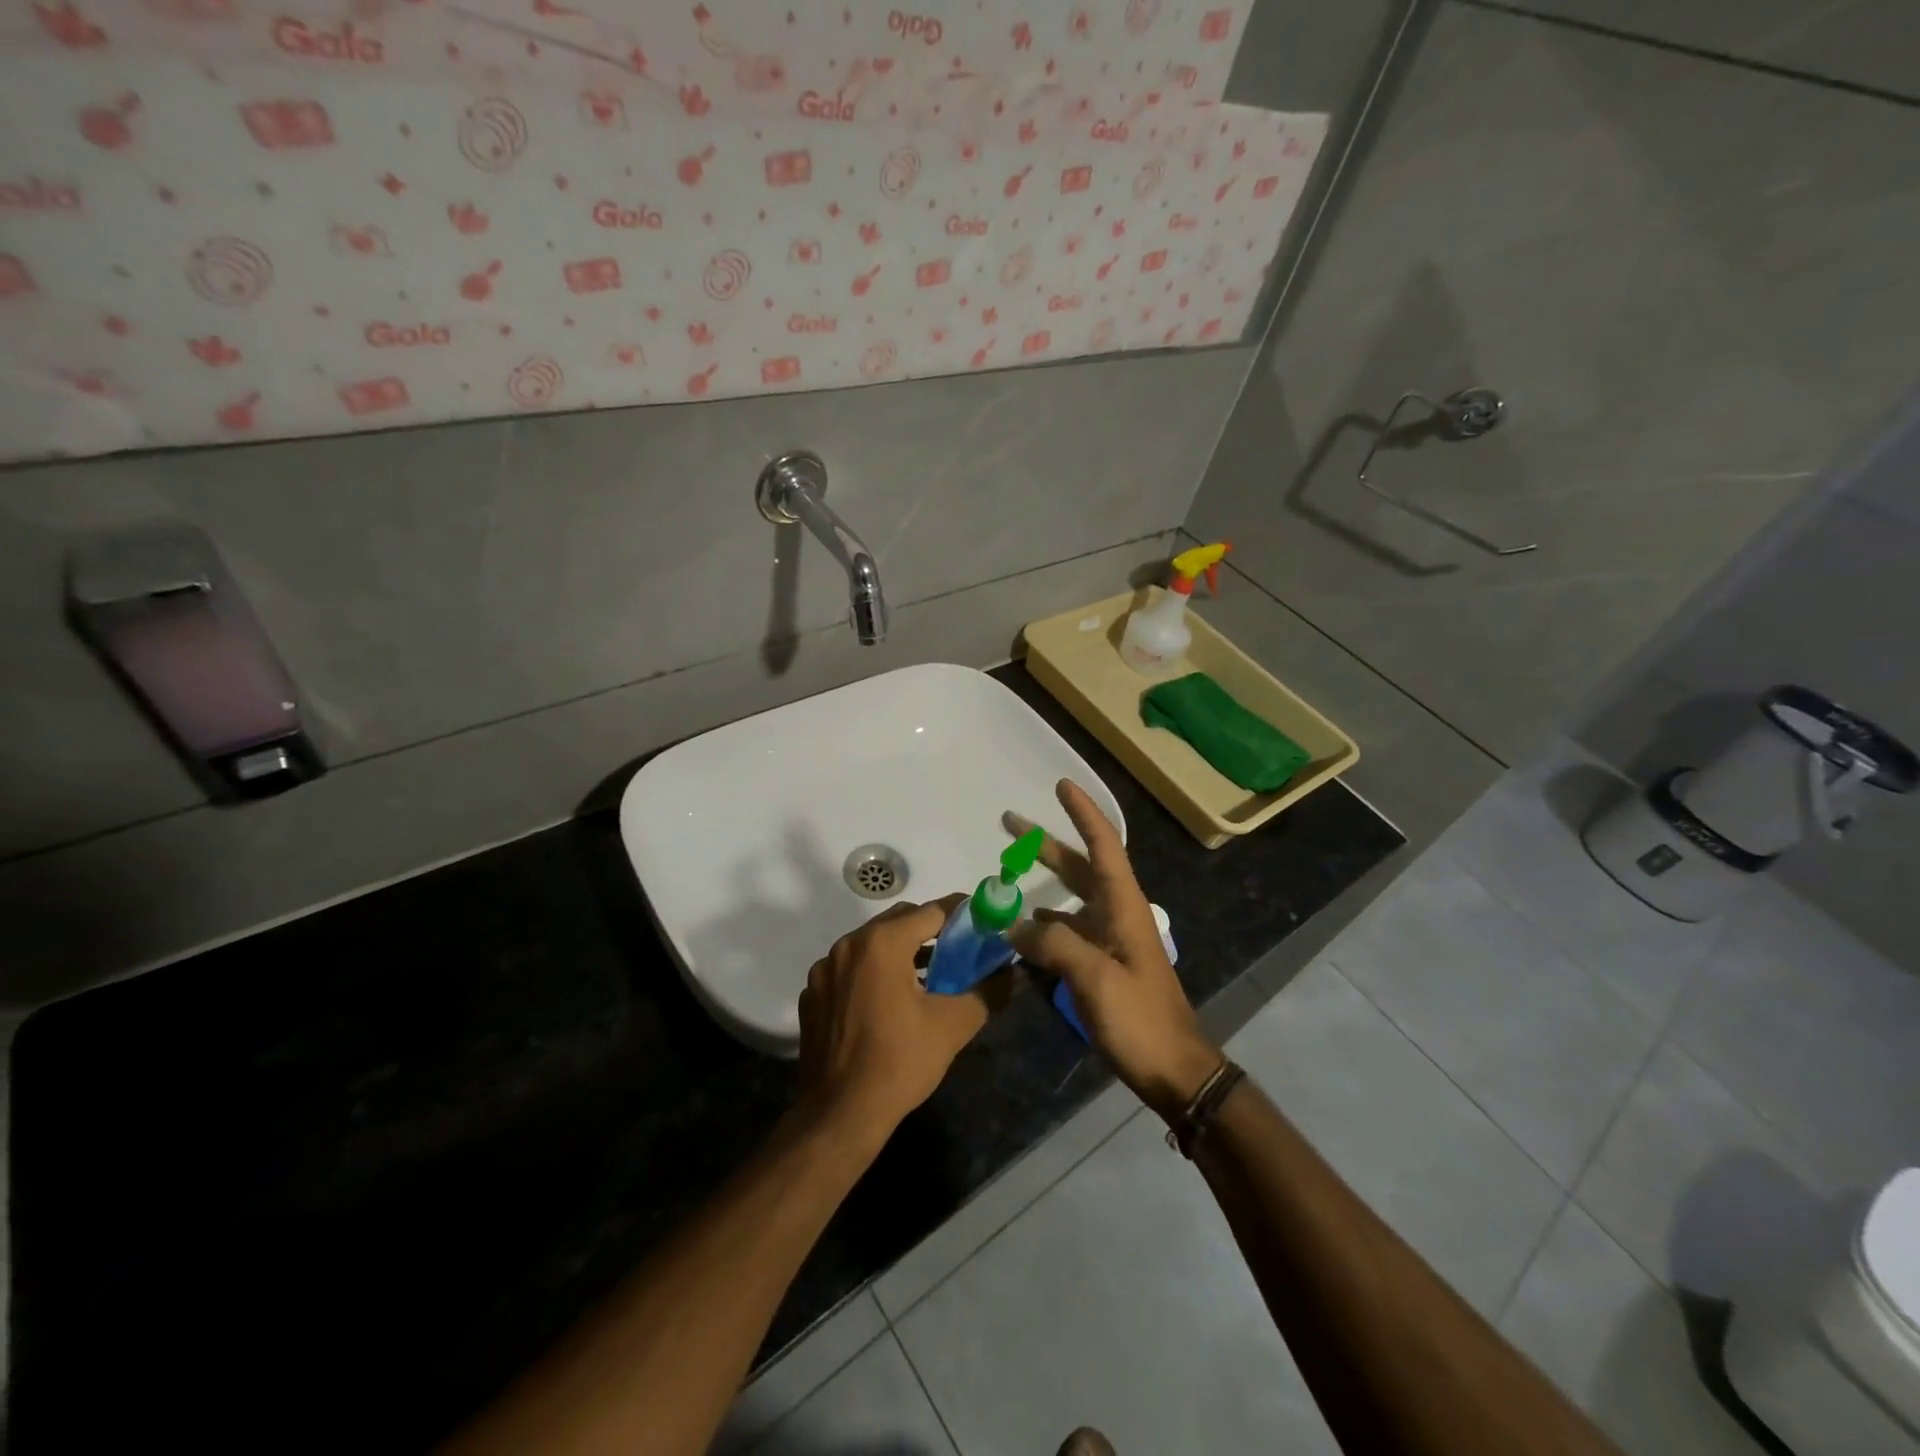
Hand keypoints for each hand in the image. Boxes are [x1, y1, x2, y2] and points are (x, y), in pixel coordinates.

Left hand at [797, 896, 1005, 1143]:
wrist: (839, 1115)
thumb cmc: (899, 1063)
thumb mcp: (953, 1026)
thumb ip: (987, 991)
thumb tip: (1011, 973)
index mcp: (882, 943)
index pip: (931, 911)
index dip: (961, 913)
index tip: (982, 920)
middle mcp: (848, 944)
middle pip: (899, 921)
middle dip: (930, 930)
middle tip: (958, 949)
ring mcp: (825, 969)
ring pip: (871, 943)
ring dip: (901, 950)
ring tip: (928, 975)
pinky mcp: (813, 993)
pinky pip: (850, 968)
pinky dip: (872, 972)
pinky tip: (888, 1002)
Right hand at [1007, 780, 1222, 1123]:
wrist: (1174, 1068)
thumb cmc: (1140, 1018)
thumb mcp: (1095, 978)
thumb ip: (1053, 943)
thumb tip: (1014, 924)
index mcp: (1123, 905)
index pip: (1103, 844)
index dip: (1083, 812)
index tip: (1061, 785)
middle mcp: (1117, 912)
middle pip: (1080, 865)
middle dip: (1047, 842)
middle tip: (1010, 823)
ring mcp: (1110, 938)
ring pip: (1071, 896)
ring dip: (1043, 879)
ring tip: (1007, 872)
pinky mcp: (1103, 962)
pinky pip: (1067, 928)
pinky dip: (1044, 919)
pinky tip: (1022, 926)